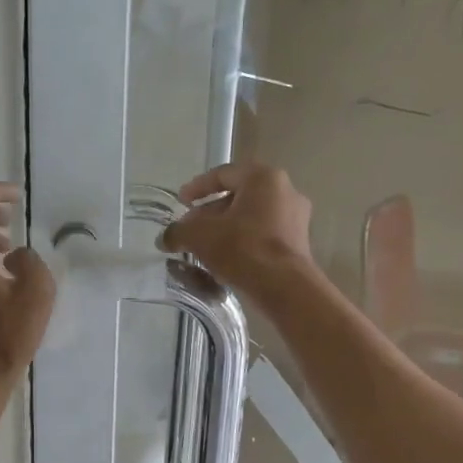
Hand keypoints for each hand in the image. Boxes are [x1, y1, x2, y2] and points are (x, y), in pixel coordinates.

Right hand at [161, 163, 315, 302]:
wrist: (284, 288)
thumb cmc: (242, 249)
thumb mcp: (200, 236)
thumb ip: (178, 232)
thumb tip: (165, 238)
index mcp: (263, 178)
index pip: (223, 174)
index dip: (197, 187)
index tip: (181, 201)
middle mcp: (285, 191)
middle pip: (238, 197)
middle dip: (210, 212)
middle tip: (189, 228)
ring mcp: (295, 218)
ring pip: (250, 218)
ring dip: (225, 229)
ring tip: (203, 247)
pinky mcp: (298, 244)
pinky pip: (263, 235)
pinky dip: (242, 243)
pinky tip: (224, 260)